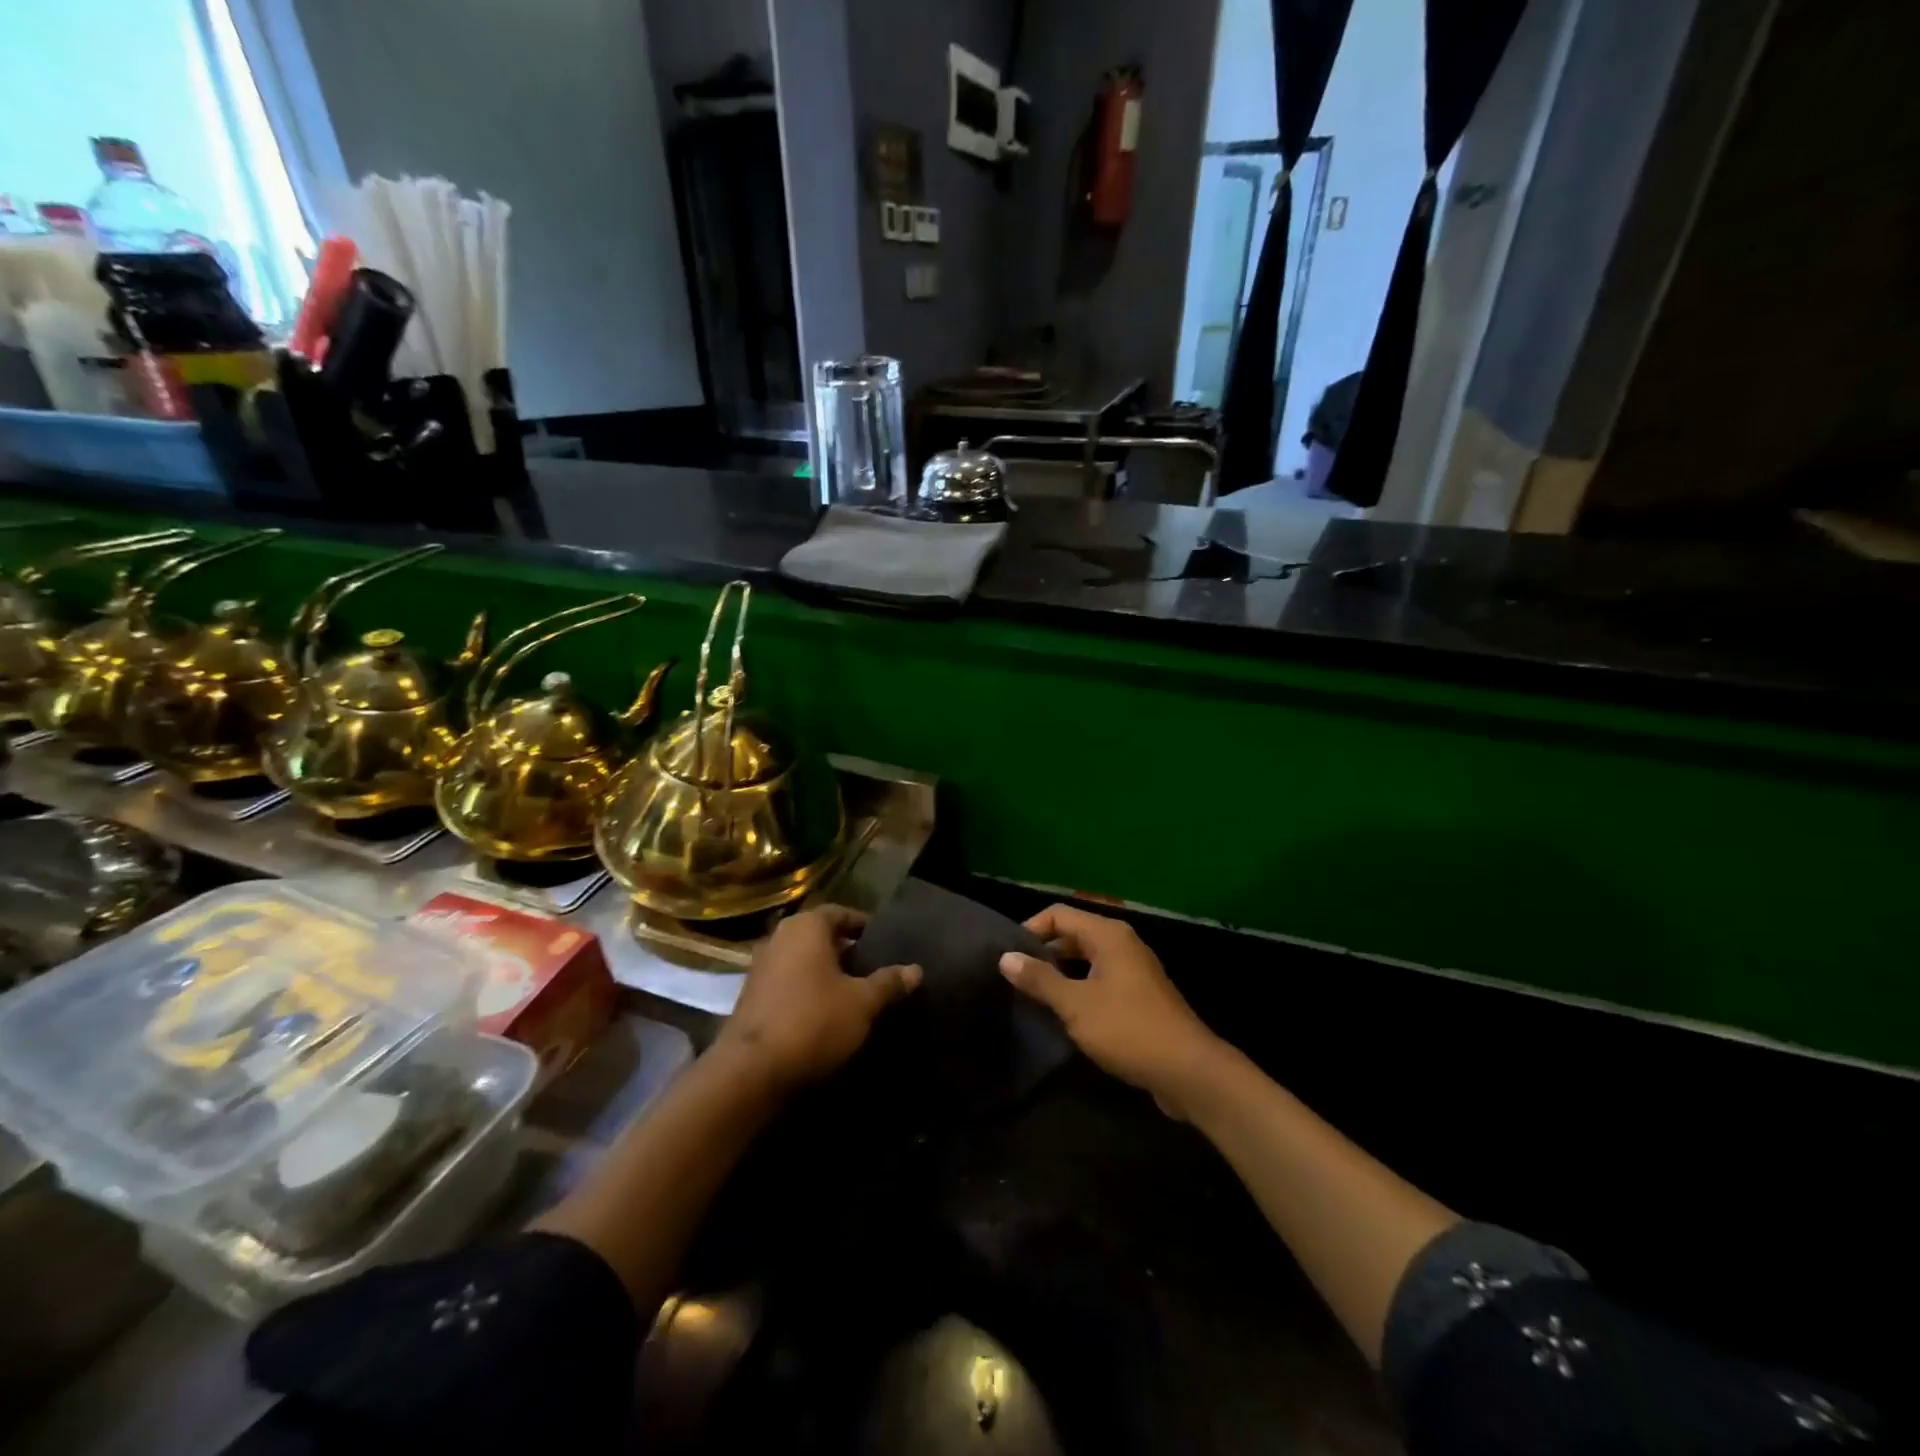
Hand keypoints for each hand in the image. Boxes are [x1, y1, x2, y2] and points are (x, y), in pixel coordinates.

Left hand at [713, 907, 921, 1093]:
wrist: (751, 1071)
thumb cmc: (813, 1021)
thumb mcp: (862, 1003)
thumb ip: (889, 983)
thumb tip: (916, 969)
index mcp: (806, 927)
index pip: (841, 913)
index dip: (864, 926)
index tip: (884, 942)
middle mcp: (780, 938)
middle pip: (820, 937)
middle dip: (846, 951)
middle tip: (874, 968)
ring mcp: (760, 968)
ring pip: (802, 961)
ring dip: (826, 973)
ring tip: (854, 993)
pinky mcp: (751, 998)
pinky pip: (788, 984)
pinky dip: (807, 992)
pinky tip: (825, 1014)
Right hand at [999, 904, 1221, 1117]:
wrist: (1188, 1071)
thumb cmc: (1128, 1029)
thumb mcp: (1076, 1004)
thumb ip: (1039, 979)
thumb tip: (1005, 957)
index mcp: (1108, 935)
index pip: (1059, 913)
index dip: (1030, 929)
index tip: (1008, 956)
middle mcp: (1123, 944)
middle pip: (1073, 934)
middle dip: (1044, 951)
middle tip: (1015, 976)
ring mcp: (1134, 971)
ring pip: (1087, 960)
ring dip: (1060, 972)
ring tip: (1033, 994)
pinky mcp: (1139, 997)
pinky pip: (1100, 980)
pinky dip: (1079, 988)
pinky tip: (1064, 1013)